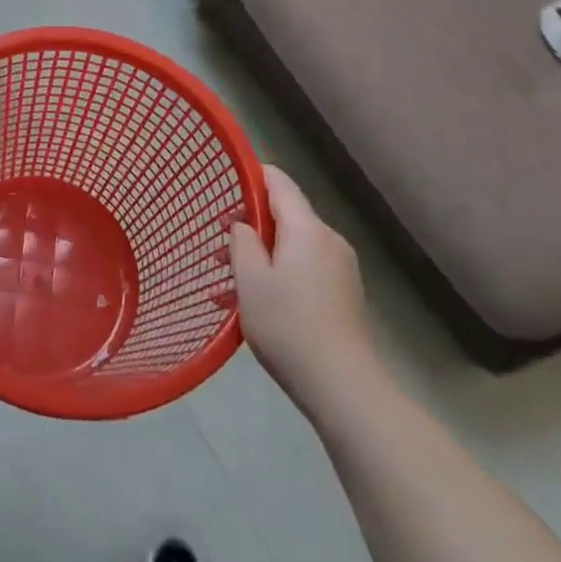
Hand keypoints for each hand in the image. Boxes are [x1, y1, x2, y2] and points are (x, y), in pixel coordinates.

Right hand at [230, 167, 375, 407]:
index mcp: (307, 229)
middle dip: (250, 225)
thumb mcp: (250, 280)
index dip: (251, 175)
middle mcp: (329, 240)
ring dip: (260, 254)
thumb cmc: (288, 325)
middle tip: (217, 246)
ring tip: (227, 281)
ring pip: (292, 245)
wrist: (343, 386)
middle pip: (285, 215)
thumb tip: (243, 224)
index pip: (279, 182)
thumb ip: (242, 241)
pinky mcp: (343, 294)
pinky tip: (254, 303)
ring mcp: (340, 268)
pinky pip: (304, 268)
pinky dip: (278, 273)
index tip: (224, 184)